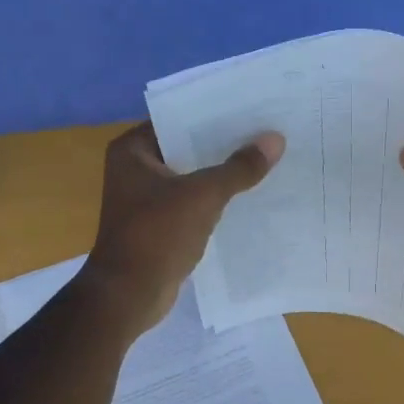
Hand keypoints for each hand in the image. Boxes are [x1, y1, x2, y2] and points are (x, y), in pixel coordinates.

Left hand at [85, 122, 283, 331]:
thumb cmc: (157, 235)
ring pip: (192, 177)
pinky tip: (250, 197)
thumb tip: (275, 139)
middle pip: (187, 148)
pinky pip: (193, 203)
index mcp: (132, 150)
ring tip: (266, 160)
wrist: (129, 295)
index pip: (178, 118)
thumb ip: (239, 168)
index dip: (214, 114)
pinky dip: (216, 201)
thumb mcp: (203, 196)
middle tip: (267, 132)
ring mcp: (146, 199)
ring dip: (222, 174)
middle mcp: (135, 169)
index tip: (252, 108)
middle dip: (224, 145)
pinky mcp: (160, 225)